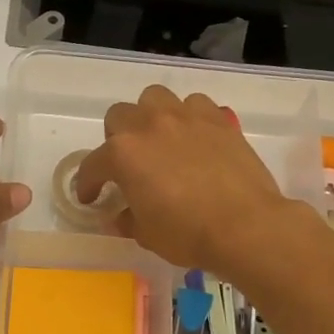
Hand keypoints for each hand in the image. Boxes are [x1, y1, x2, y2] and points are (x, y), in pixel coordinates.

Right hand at [73, 86, 301, 274]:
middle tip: (128, 164)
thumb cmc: (188, 234)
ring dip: (150, 116)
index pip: (93, 165)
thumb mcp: (146, 235)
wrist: (246, 226)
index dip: (88, 184)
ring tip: (159, 140)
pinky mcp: (217, 119)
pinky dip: (189, 117)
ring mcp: (185, 117)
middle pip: (119, 116)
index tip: (91, 198)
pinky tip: (194, 138)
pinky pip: (195, 105)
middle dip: (116, 138)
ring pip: (155, 98)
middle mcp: (149, 125)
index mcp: (122, 155)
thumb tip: (123, 215)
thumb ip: (128, 219)